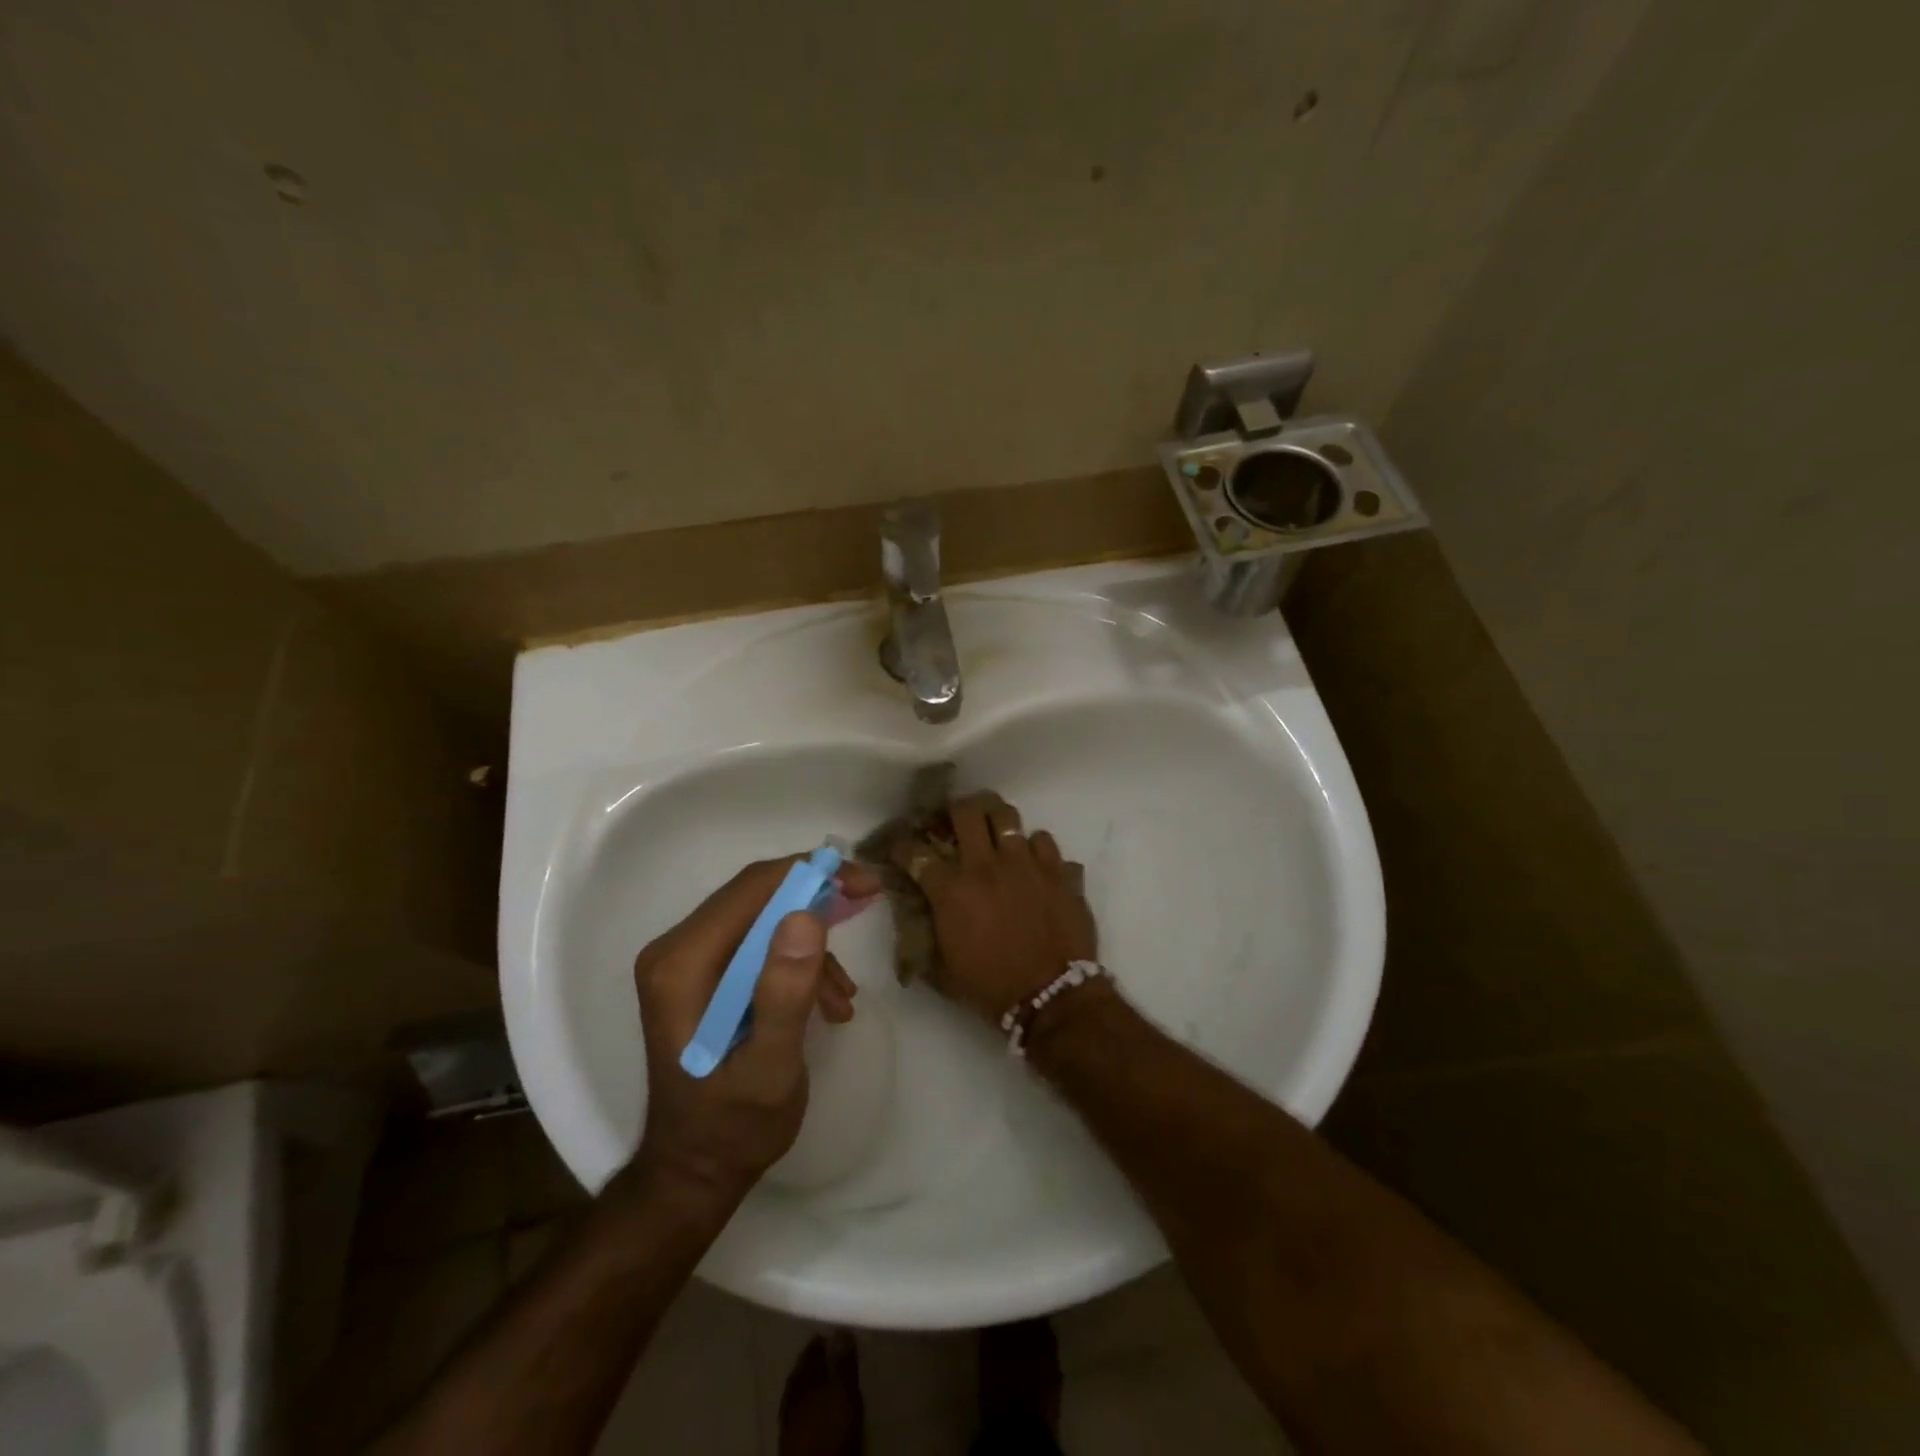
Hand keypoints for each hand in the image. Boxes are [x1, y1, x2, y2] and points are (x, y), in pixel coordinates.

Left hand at [625, 855, 876, 1205]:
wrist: (697, 1171)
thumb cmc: (733, 1127)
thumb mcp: (770, 1068)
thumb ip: (784, 993)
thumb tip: (807, 916)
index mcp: (681, 964)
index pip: (752, 889)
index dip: (812, 875)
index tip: (865, 884)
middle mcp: (676, 950)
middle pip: (757, 895)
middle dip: (817, 899)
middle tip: (868, 904)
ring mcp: (687, 962)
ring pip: (763, 917)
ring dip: (812, 943)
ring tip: (843, 997)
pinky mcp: (703, 975)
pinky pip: (759, 944)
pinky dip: (799, 962)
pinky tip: (827, 1003)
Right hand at [898, 792, 1097, 1023]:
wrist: (1052, 999)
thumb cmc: (991, 988)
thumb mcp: (942, 969)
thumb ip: (925, 935)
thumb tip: (916, 916)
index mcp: (952, 889)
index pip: (915, 852)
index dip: (902, 846)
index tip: (901, 848)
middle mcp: (987, 865)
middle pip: (966, 811)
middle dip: (954, 810)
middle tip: (955, 821)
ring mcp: (1027, 863)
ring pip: (1008, 816)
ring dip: (996, 819)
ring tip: (994, 829)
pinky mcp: (1059, 871)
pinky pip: (1045, 841)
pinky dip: (1035, 848)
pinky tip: (1033, 862)